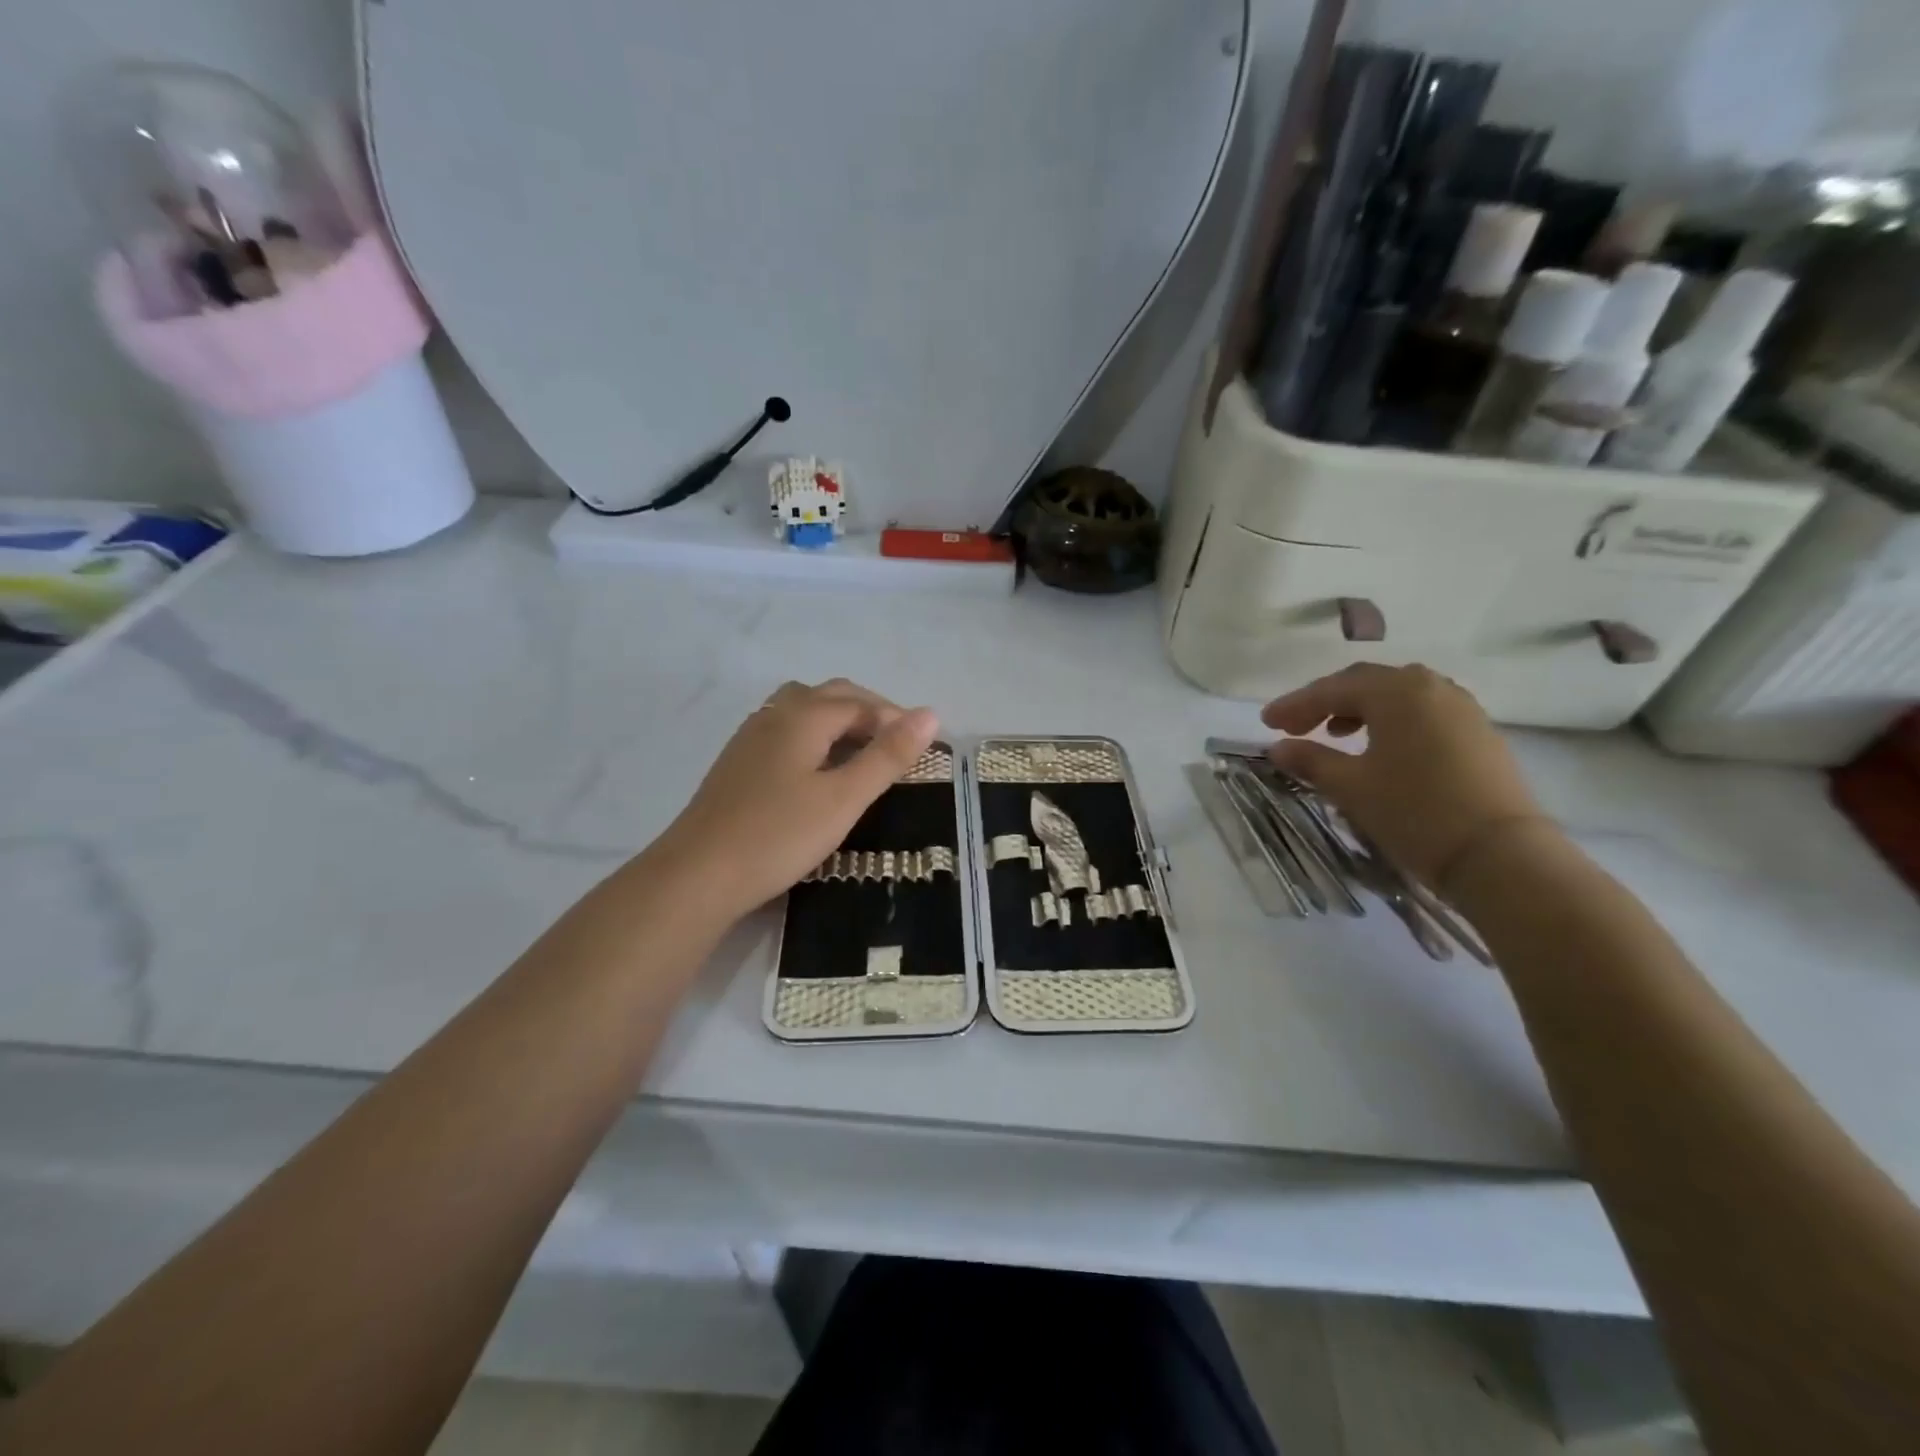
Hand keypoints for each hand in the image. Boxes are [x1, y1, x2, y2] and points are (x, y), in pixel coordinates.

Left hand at [657, 679, 938, 921]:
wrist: (698, 875)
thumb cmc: (779, 835)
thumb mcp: (844, 798)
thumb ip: (887, 756)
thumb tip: (929, 715)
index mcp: (803, 716)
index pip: (860, 703)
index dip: (894, 719)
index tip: (921, 748)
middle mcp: (775, 715)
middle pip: (830, 696)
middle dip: (869, 711)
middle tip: (897, 746)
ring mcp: (750, 737)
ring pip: (803, 709)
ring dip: (838, 720)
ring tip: (860, 752)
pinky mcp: (737, 763)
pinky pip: (785, 731)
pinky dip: (813, 736)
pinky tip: (817, 770)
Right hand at [1262, 663, 1551, 891]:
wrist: (1500, 855)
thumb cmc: (1414, 812)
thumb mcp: (1351, 786)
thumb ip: (1310, 760)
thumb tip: (1278, 747)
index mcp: (1396, 691)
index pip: (1332, 689)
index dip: (1295, 705)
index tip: (1266, 723)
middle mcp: (1430, 687)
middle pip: (1366, 683)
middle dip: (1326, 702)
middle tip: (1295, 727)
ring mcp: (1461, 707)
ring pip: (1398, 696)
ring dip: (1360, 709)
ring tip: (1336, 735)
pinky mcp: (1478, 732)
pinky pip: (1423, 712)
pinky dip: (1392, 721)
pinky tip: (1381, 748)